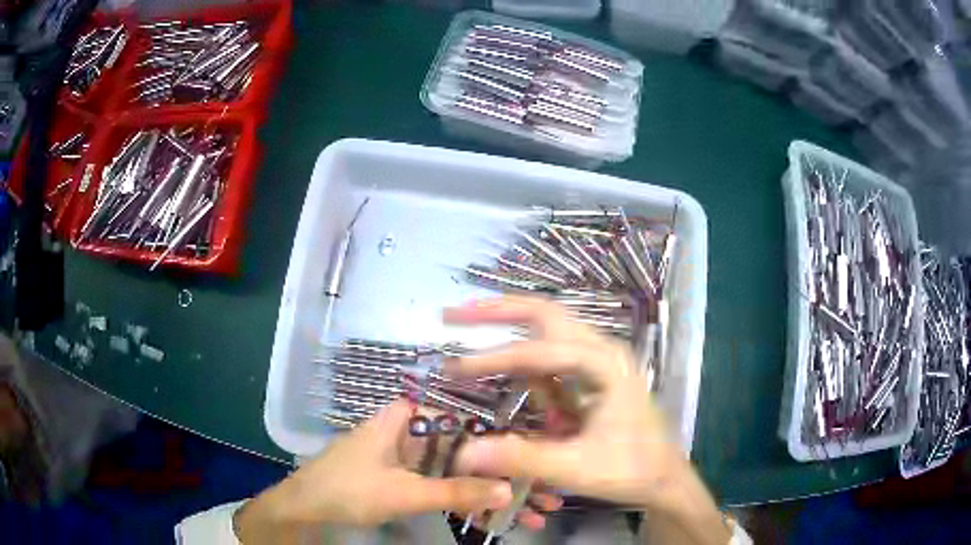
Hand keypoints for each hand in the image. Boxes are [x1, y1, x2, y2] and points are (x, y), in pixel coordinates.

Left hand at [235, 400, 559, 542]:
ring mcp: (410, 457)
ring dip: (493, 491)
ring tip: (533, 510)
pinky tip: (497, 517)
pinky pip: (445, 485)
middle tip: (546, 491)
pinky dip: (469, 501)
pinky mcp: (407, 479)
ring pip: (461, 469)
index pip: (466, 417)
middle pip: (469, 447)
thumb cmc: (346, 489)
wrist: (304, 510)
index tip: (539, 456)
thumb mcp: (403, 493)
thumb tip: (510, 490)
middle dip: (506, 472)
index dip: (504, 437)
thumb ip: (455, 491)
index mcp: (406, 418)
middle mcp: (412, 431)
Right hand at [446, 296, 730, 544]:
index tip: (451, 367)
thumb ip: (521, 458)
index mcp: (604, 365)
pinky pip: (552, 359)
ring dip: (508, 328)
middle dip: (497, 312)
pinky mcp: (593, 376)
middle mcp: (602, 351)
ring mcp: (599, 361)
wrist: (664, 478)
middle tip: (454, 315)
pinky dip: (525, 362)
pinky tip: (507, 376)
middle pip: (544, 314)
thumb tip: (465, 453)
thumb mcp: (576, 468)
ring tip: (468, 334)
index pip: (538, 352)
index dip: (492, 359)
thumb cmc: (629, 470)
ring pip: (547, 329)